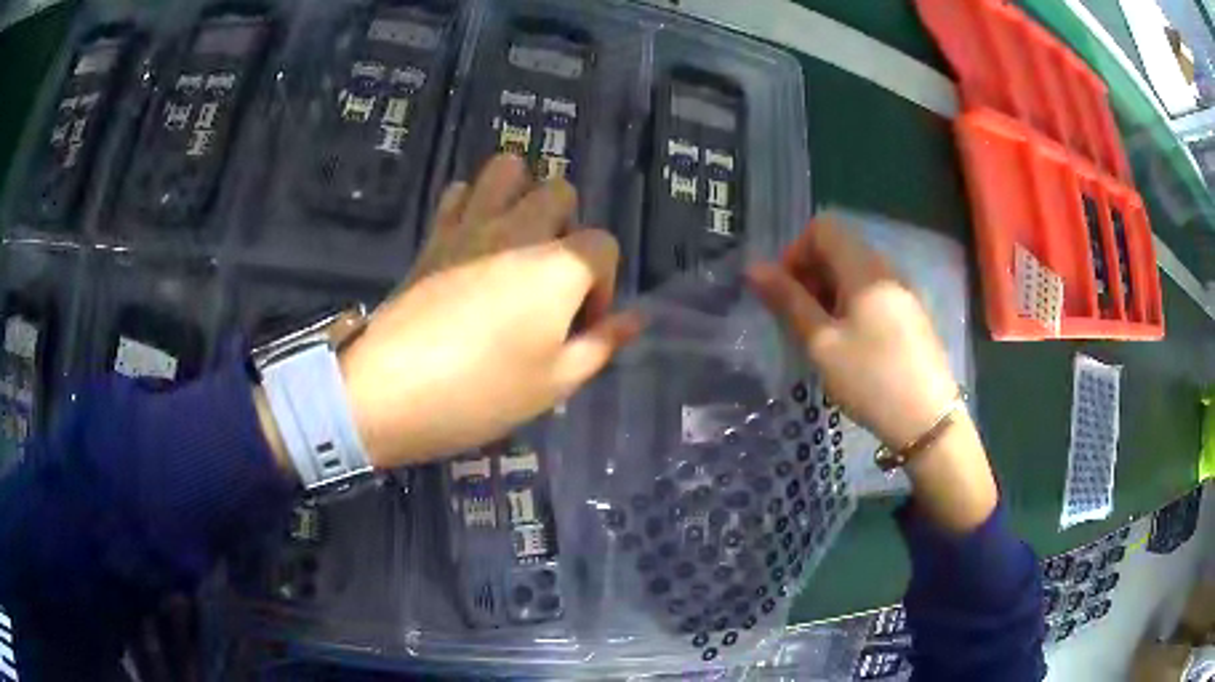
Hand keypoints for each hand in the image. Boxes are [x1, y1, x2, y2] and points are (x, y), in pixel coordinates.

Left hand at [261, 155, 640, 470]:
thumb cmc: (482, 393)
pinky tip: (472, 239)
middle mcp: (520, 229)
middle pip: (560, 190)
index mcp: (559, 265)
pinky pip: (459, 191)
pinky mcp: (434, 234)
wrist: (390, 391)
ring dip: (521, 192)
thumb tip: (637, 319)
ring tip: (515, 239)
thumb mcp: (556, 382)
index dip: (603, 286)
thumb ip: (602, 344)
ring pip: (507, 168)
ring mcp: (471, 225)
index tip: (580, 325)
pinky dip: (474, 202)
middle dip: (567, 227)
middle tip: (549, 278)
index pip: (604, 245)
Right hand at [746, 214, 957, 447]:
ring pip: (856, 272)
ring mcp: (903, 291)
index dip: (795, 252)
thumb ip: (788, 301)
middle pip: (840, 248)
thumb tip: (753, 268)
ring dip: (829, 292)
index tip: (786, 293)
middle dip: (810, 275)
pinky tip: (851, 345)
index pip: (823, 228)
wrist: (928, 419)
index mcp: (865, 268)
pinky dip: (852, 306)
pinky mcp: (912, 314)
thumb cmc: (870, 379)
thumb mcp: (822, 343)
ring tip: (822, 336)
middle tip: (799, 320)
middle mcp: (887, 269)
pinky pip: (874, 293)